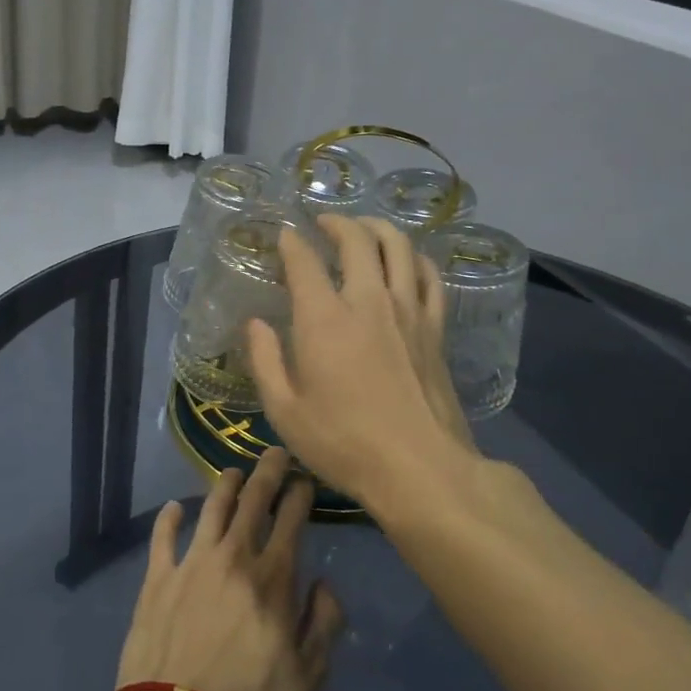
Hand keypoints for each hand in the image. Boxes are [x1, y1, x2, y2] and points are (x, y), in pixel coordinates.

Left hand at [115, 449, 344, 690]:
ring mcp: (191, 562)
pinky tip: (174, 507)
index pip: (290, 519)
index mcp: (272, 576)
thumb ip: (323, 622)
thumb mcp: (308, 675)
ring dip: (225, 485)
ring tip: (234, 472)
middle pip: (253, 501)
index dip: (299, 493)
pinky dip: (169, 518)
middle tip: (274, 453)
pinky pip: (163, 536)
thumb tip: (324, 583)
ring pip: (211, 508)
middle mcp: (233, 556)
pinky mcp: (157, 577)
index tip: (304, 479)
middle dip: (267, 471)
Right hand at [247, 215, 477, 509]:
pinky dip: (413, 257)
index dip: (291, 242)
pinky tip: (405, 260)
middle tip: (323, 223)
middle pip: (356, 239)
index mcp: (324, 319)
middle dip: (336, 223)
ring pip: (397, 246)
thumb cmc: (343, 443)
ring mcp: (408, 310)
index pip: (304, 261)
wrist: (419, 468)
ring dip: (377, 228)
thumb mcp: (285, 410)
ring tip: (363, 228)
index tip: (283, 235)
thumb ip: (265, 360)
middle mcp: (368, 301)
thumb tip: (256, 324)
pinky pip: (428, 275)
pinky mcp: (435, 327)